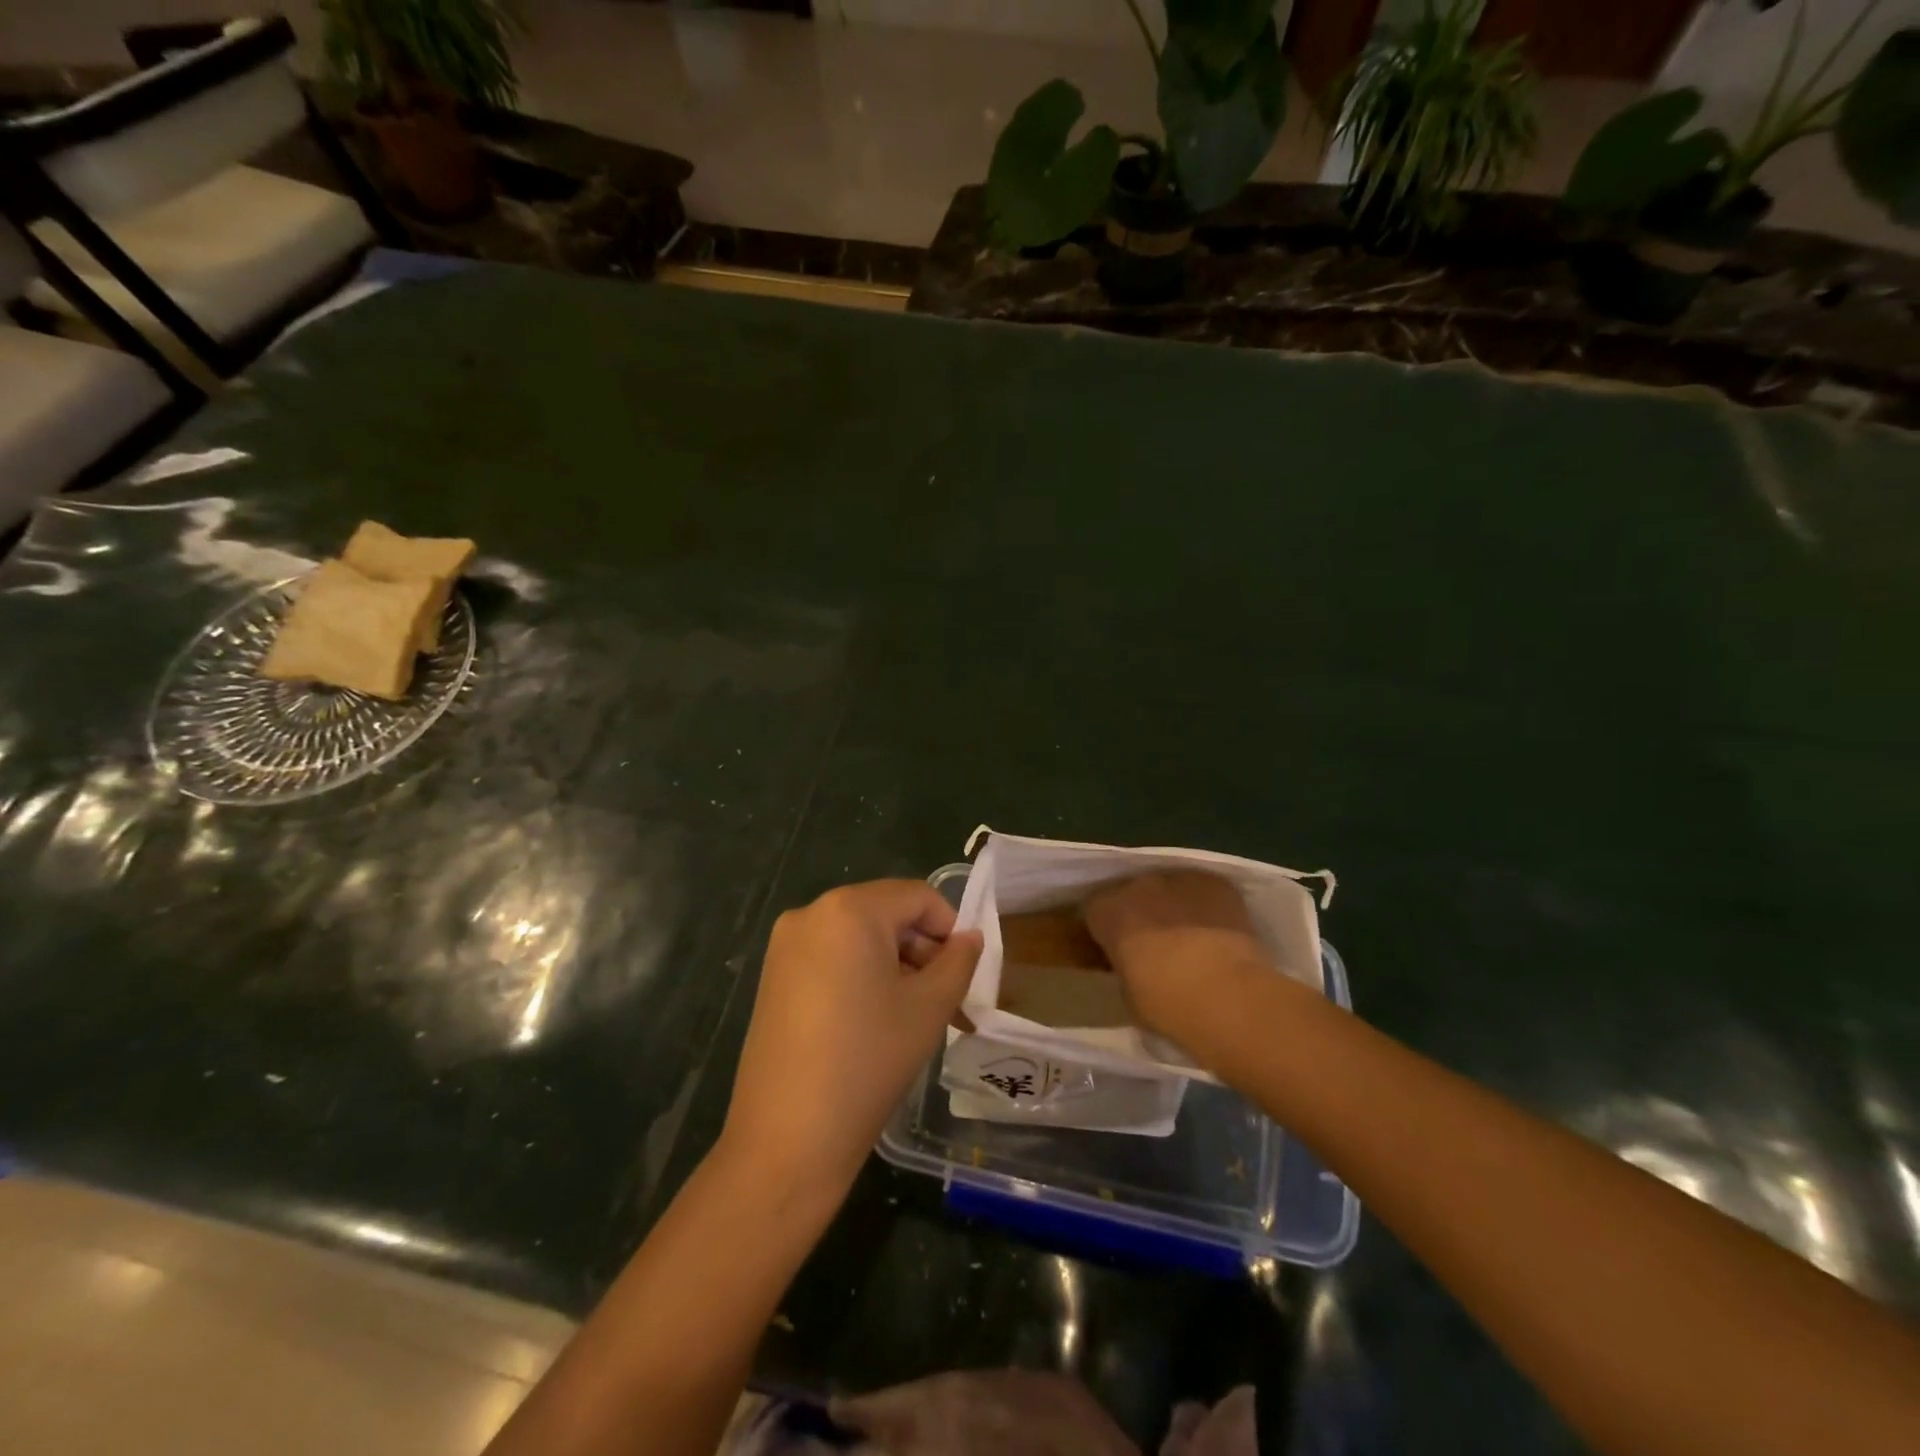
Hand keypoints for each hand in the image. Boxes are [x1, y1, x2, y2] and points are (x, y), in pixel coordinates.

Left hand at [722, 880, 982, 1193]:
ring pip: (859, 938)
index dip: (950, 928)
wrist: (787, 1139)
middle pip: (886, 914)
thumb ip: (959, 961)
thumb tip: (970, 938)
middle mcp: (811, 913)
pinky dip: (861, 976)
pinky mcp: (773, 976)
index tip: (964, 973)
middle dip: (922, 951)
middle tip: (946, 1001)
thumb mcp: (930, 1007)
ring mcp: (785, 946)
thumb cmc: (868, 1061)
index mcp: (849, 909)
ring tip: (915, 1017)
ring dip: (895, 966)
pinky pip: (831, 958)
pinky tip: (874, 1022)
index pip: (918, 897)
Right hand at [1084, 871, 1273, 1053]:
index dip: (1104, 930)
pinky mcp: (1215, 882)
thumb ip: (1125, 967)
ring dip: (1172, 906)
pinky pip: (1201, 889)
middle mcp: (1138, 885)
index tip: (1115, 950)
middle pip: (1131, 893)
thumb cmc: (1168, 1005)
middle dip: (1138, 913)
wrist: (1229, 996)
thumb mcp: (1128, 994)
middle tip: (1152, 945)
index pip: (1093, 910)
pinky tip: (1216, 930)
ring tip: (1189, 937)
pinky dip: (1204, 905)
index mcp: (1108, 912)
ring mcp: (1179, 880)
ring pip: (1168, 888)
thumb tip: (1135, 964)